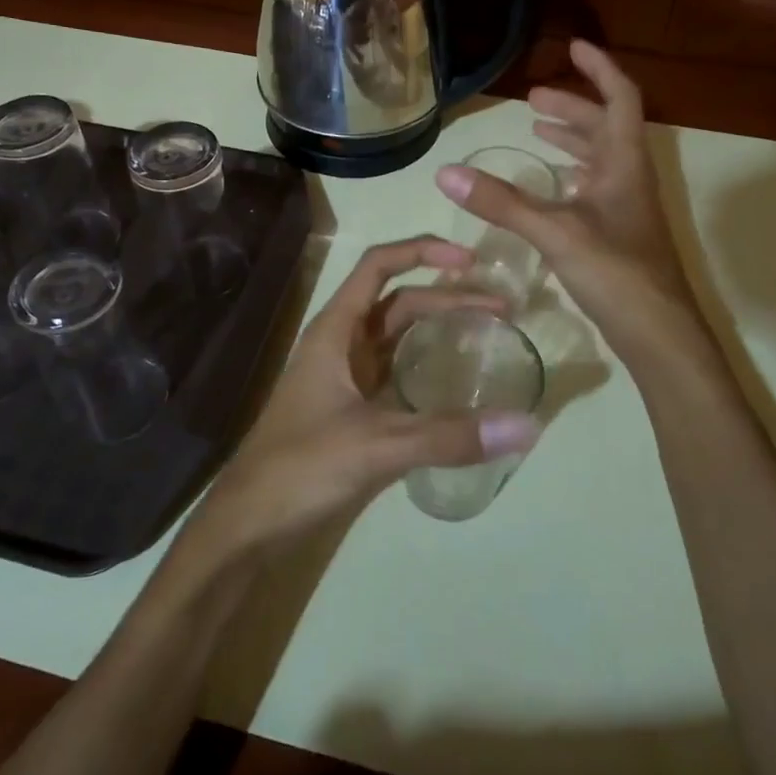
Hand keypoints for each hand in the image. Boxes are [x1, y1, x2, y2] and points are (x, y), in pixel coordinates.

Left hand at [181, 237, 541, 566]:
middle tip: (503, 308)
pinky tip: (457, 383)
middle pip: (399, 302)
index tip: (470, 260)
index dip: (422, 250)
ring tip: (489, 332)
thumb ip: (449, 435)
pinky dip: (427, 367)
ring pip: (398, 337)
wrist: (248, 524)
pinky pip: (396, 374)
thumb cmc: (300, 468)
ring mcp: (345, 378)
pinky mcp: (352, 411)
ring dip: (439, 328)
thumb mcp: (376, 446)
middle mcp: (340, 344)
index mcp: (335, 331)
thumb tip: (527, 425)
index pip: (378, 266)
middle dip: (448, 296)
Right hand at [437, 40, 703, 365]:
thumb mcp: (555, 231)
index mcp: (624, 164)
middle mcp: (629, 178)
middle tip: (532, 100)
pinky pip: (593, 189)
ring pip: (600, 159)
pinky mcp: (617, 234)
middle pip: (606, 127)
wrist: (658, 334)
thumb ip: (501, 202)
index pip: (620, 98)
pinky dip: (570, 176)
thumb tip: (446, 171)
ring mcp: (626, 208)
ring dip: (571, 140)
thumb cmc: (616, 272)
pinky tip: (550, 187)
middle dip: (571, 107)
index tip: (573, 47)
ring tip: (536, 130)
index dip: (600, 69)